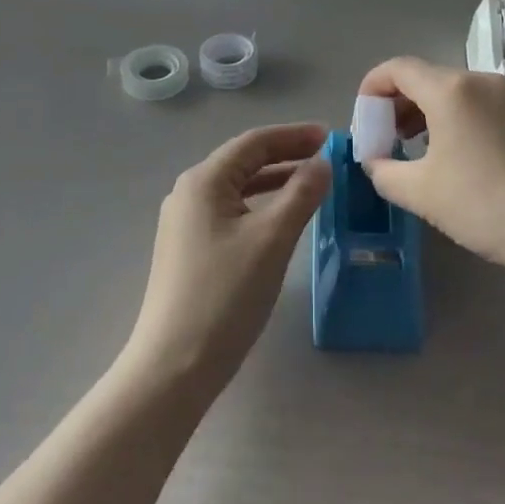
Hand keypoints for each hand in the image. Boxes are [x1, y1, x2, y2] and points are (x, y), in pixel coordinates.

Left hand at [122, 124, 330, 401]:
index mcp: (203, 181)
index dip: (294, 135)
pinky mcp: (188, 250)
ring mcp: (185, 223)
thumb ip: (302, 193)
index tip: (330, 136)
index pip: (254, 142)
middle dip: (287, 155)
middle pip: (244, 161)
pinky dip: (261, 206)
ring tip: (313, 183)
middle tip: (327, 158)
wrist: (173, 367)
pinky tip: (282, 219)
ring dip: (275, 181)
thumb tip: (323, 163)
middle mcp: (189, 193)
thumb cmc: (225, 295)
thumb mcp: (272, 239)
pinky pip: (231, 212)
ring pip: (238, 188)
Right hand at [357, 57, 504, 283]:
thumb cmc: (485, 206)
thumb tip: (374, 160)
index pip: (398, 68)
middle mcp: (481, 80)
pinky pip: (479, 103)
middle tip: (386, 138)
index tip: (364, 118)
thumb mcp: (422, 193)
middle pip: (426, 77)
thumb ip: (384, 171)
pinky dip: (455, 117)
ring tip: (417, 148)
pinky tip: (456, 155)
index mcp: (451, 90)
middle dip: (398, 103)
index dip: (372, 87)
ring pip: (454, 90)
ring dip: (426, 111)